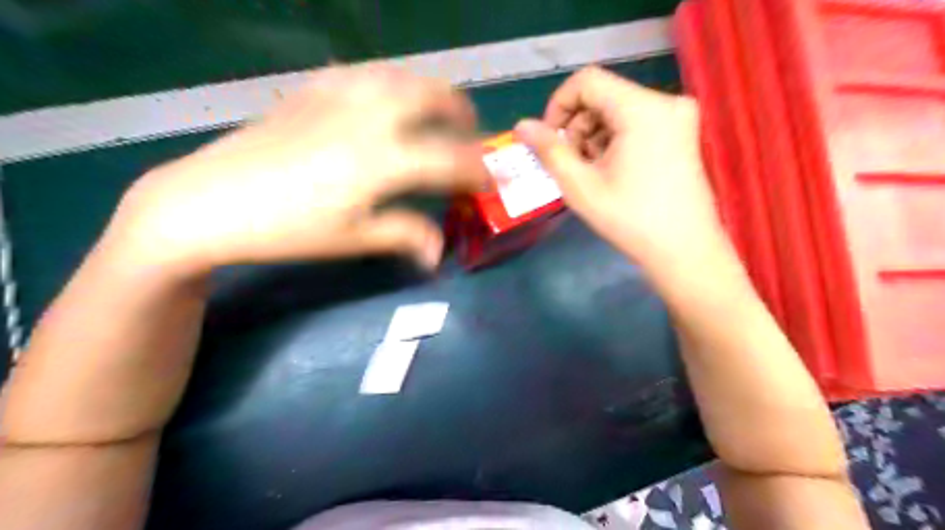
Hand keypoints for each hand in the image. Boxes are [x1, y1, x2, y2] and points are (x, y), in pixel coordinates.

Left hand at [113, 64, 487, 276]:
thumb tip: (439, 251)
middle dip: (462, 114)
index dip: (477, 170)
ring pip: (402, 76)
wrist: (209, 201)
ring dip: (431, 91)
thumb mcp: (351, 239)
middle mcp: (369, 117)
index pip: (449, 158)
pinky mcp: (313, 89)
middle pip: (433, 98)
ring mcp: (339, 96)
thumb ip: (404, 235)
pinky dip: (391, 82)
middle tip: (470, 134)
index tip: (489, 180)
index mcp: (382, 160)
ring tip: (437, 111)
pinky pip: (365, 72)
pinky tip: (387, 97)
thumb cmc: (287, 228)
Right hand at [516, 67, 724, 267]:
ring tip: (592, 172)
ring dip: (594, 136)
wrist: (685, 251)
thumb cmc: (631, 220)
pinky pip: (636, 121)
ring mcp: (678, 116)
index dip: (559, 106)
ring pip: (618, 109)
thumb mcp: (581, 186)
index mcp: (643, 108)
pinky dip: (615, 139)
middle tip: (571, 164)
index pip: (587, 81)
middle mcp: (666, 101)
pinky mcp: (681, 131)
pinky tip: (612, 170)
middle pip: (603, 95)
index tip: (550, 140)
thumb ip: (549, 151)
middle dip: (577, 127)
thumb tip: (521, 126)